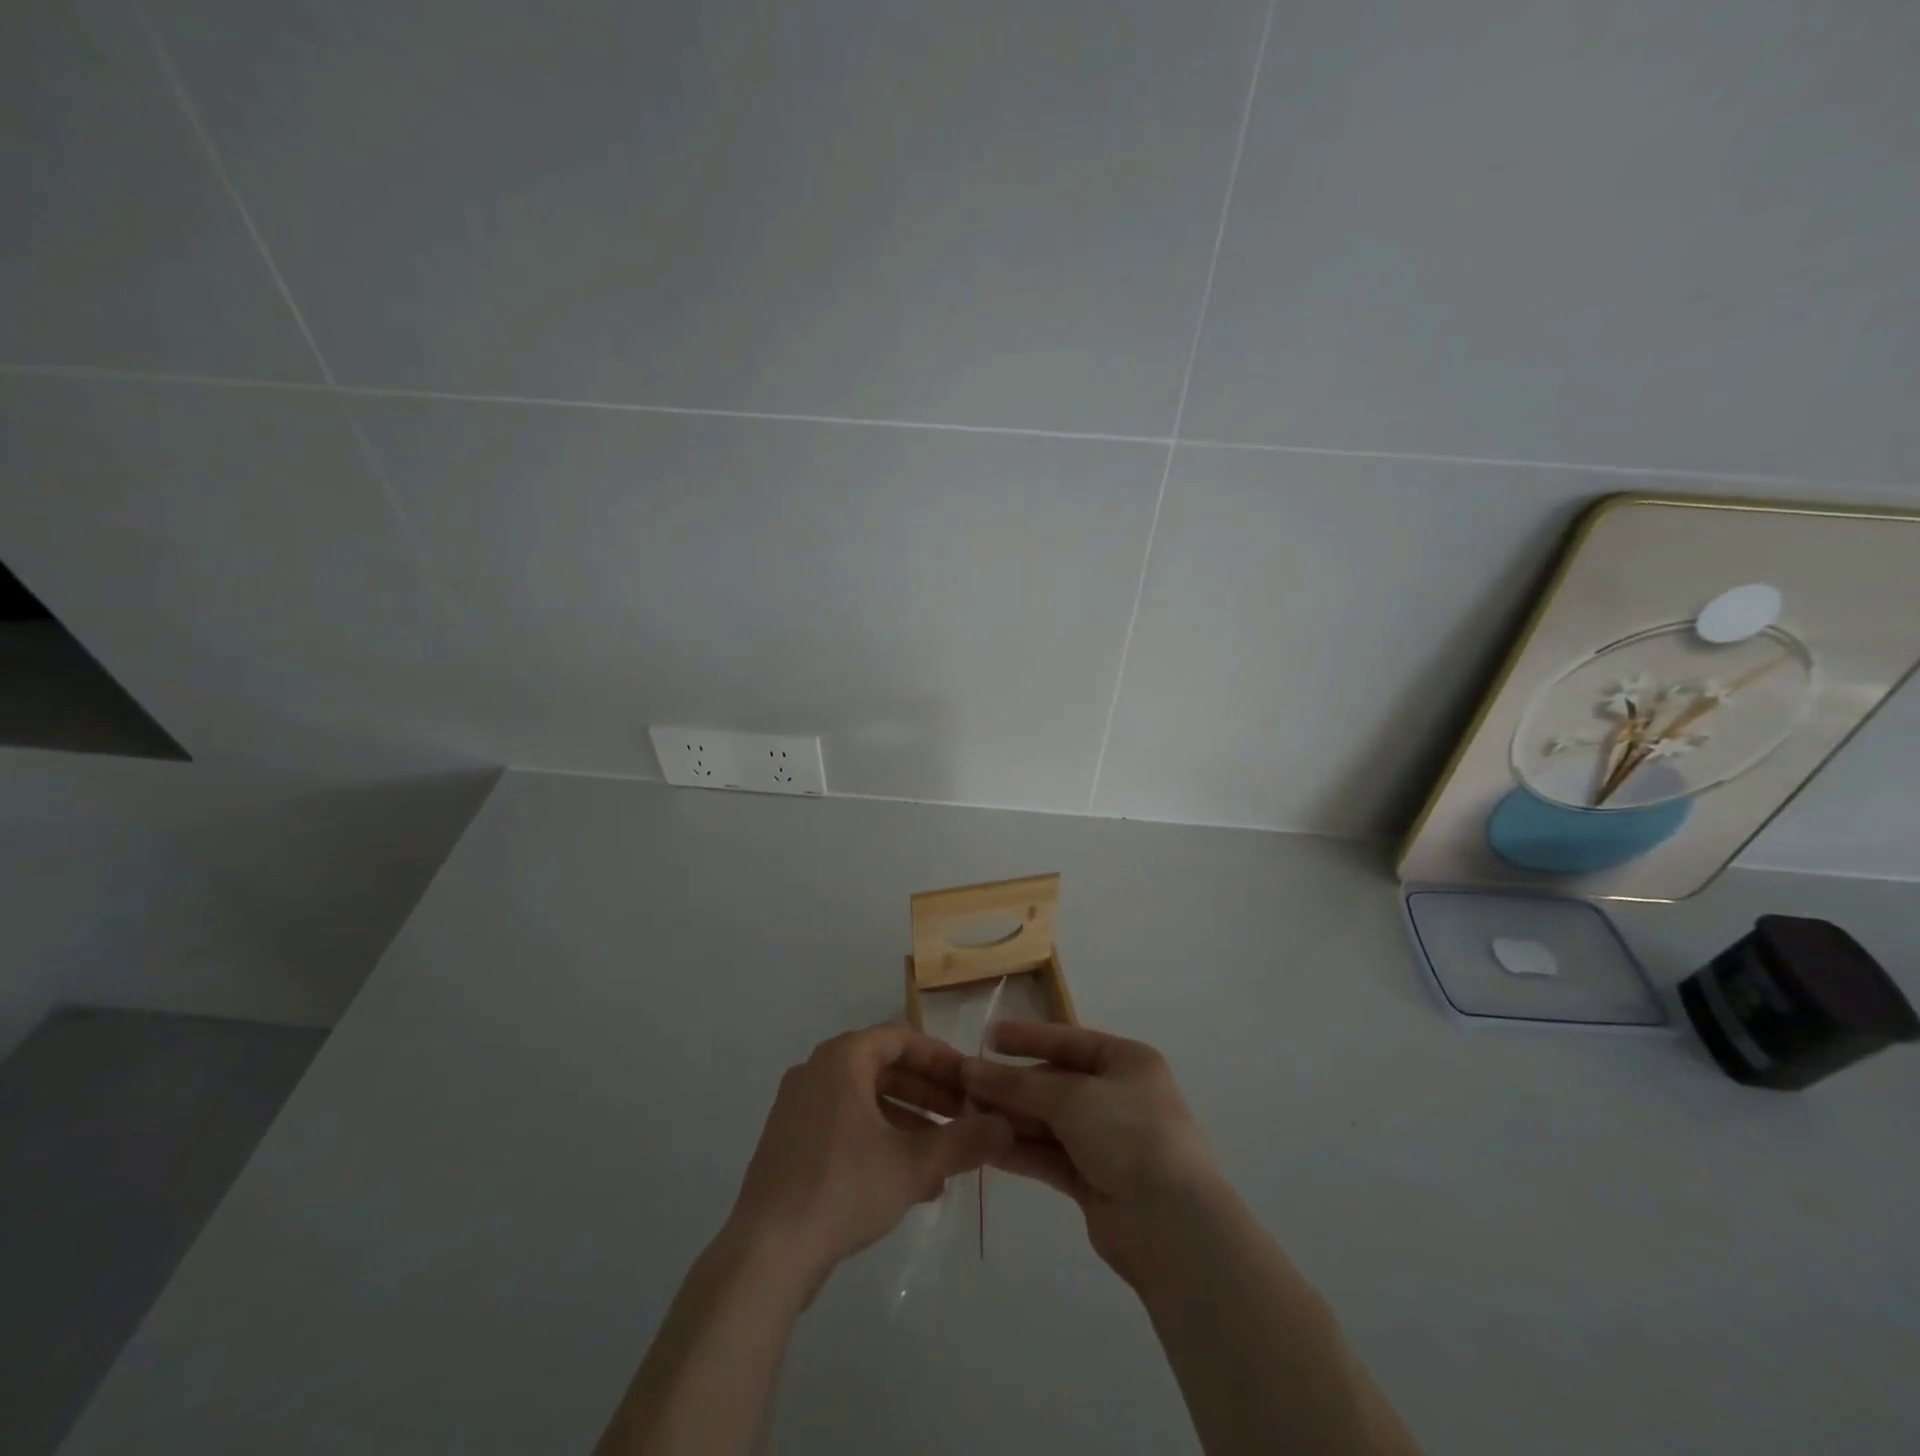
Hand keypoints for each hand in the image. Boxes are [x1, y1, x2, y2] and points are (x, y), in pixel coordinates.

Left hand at [724, 1024, 1011, 1297]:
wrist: (766, 1253)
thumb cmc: (844, 1187)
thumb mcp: (914, 1164)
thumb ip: (963, 1141)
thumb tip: (1006, 1127)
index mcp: (842, 1058)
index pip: (901, 1038)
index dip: (940, 1058)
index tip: (970, 1081)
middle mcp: (816, 1071)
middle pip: (883, 1069)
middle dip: (928, 1094)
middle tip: (963, 1118)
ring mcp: (798, 1107)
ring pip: (865, 1101)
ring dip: (907, 1122)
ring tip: (943, 1158)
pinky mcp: (789, 1143)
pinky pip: (844, 1125)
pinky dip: (878, 1140)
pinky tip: (908, 1181)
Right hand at [961, 1023, 1221, 1283]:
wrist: (1172, 1226)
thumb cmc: (1128, 1135)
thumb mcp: (1071, 1098)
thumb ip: (1017, 1084)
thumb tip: (969, 1069)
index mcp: (1127, 1062)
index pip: (1068, 1040)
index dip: (1027, 1038)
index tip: (987, 1037)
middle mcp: (1118, 1096)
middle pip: (1054, 1083)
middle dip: (1012, 1085)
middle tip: (965, 1085)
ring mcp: (1106, 1140)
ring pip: (1049, 1121)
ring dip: (1010, 1117)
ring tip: (964, 1115)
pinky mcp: (1094, 1180)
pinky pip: (1049, 1155)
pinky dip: (1020, 1150)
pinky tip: (984, 1146)